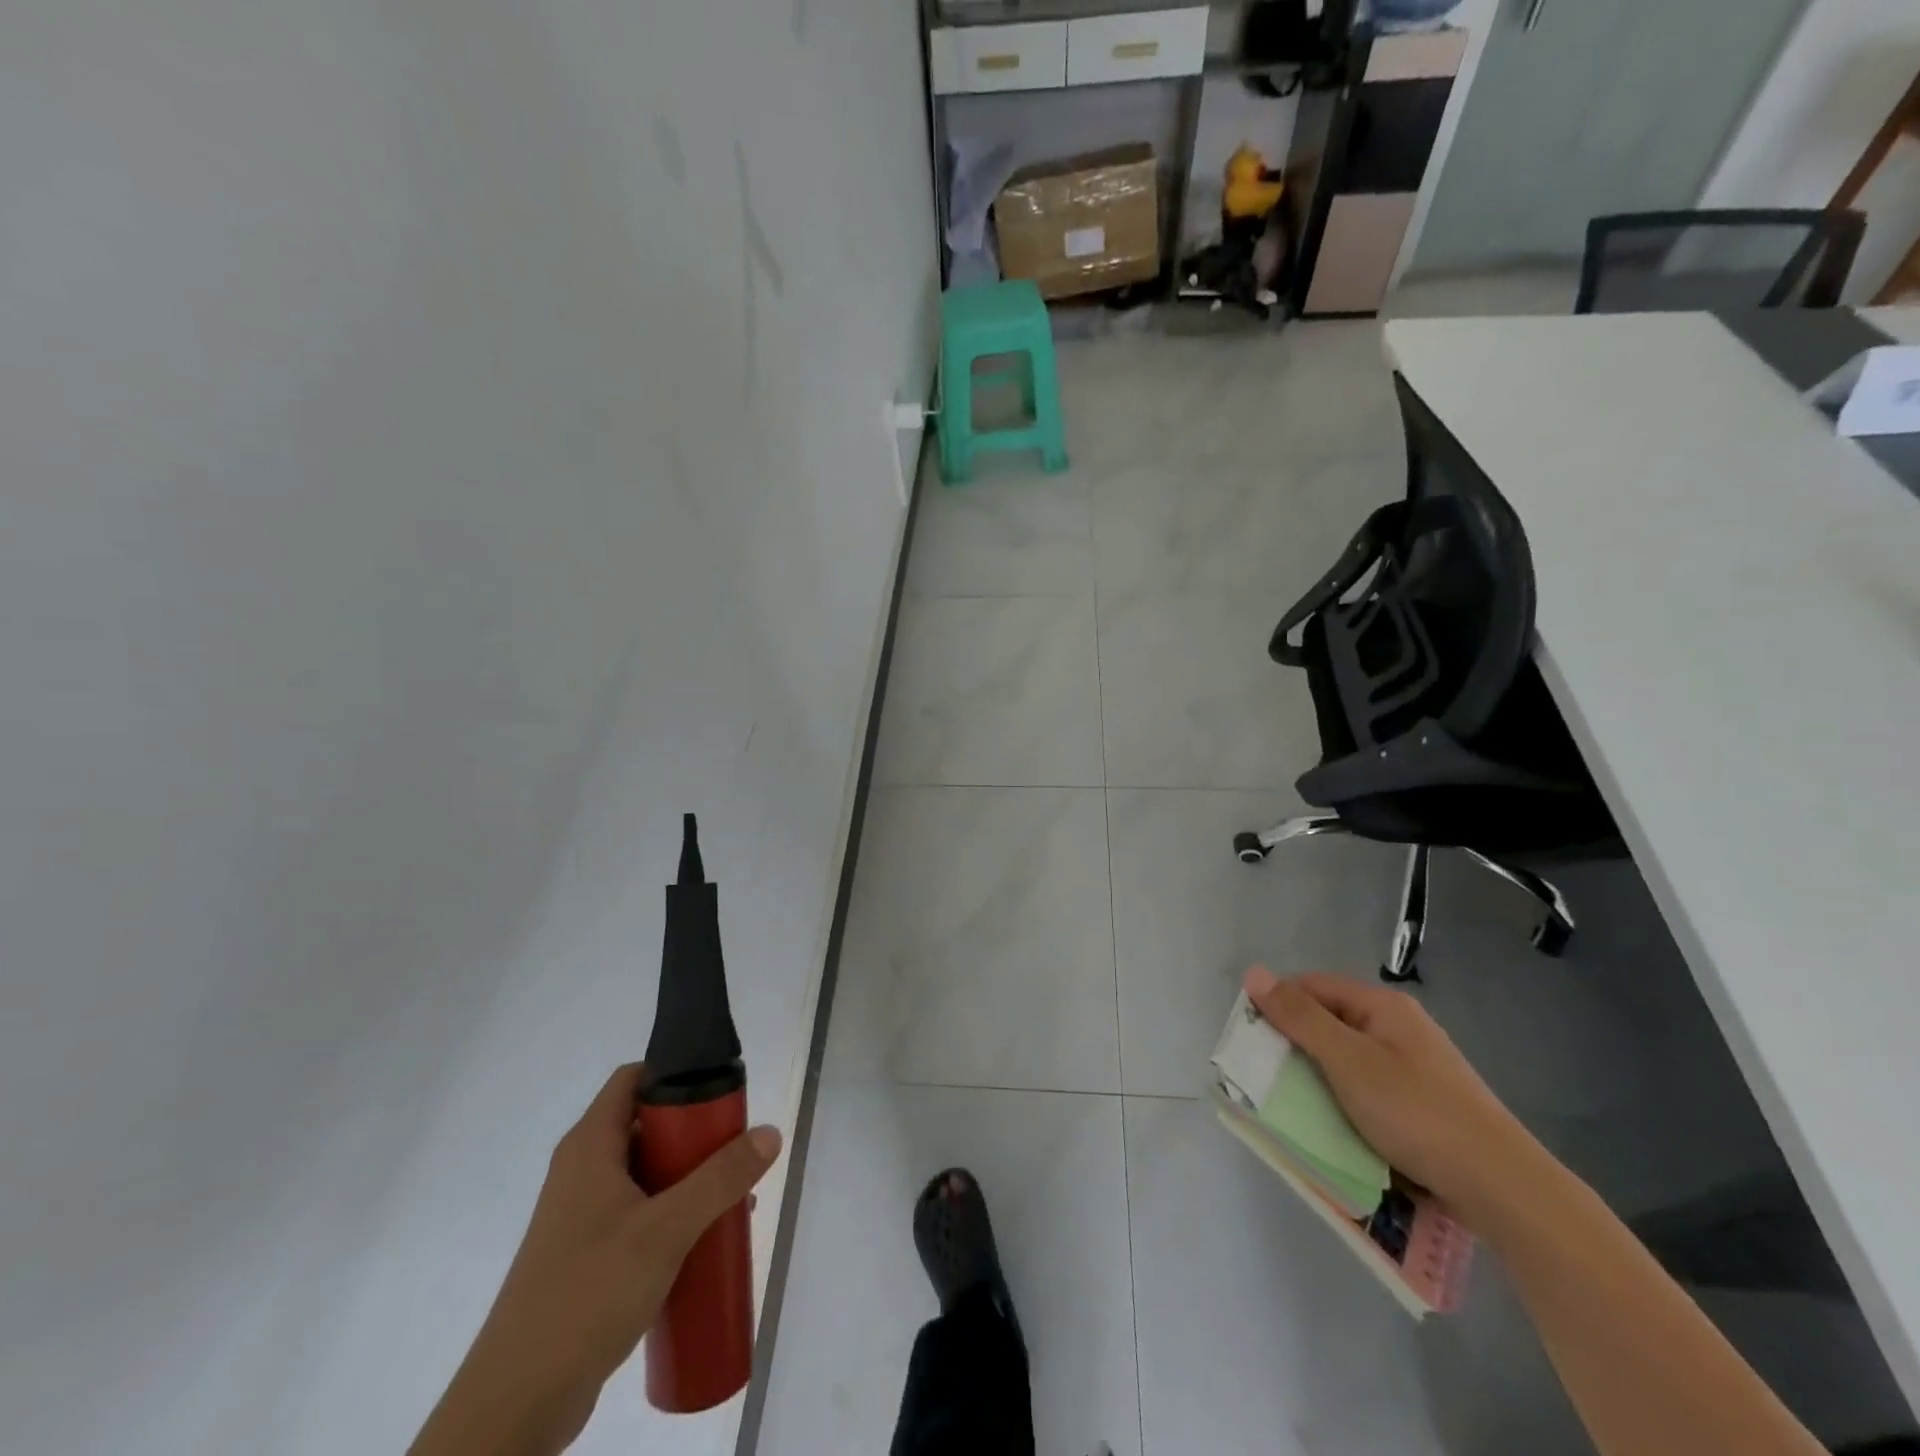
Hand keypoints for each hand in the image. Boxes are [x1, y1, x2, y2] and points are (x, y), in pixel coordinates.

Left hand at [410, 1064, 781, 1455]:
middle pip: (645, 1124)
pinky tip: (702, 1239)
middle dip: (694, 1132)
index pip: (633, 1078)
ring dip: (688, 1176)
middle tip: (734, 1146)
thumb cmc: (588, 1293)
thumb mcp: (666, 1230)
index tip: (719, 1088)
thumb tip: (770, 1132)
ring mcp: (581, 1213)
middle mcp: (582, 1168)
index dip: (675, 1072)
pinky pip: (637, 1211)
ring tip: (731, 1194)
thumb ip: (721, 1179)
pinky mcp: (585, 1252)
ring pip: (645, 1171)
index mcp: (590, 1145)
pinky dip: (671, 1212)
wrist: (517, 1402)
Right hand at [1244, 967, 1541, 1225]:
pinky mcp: (1425, 1101)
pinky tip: (1342, 1126)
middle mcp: (1399, 1026)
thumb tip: (1254, 973)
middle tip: (1271, 1079)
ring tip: (1301, 1107)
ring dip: (1320, 1077)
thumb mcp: (1346, 1061)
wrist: (1503, 1186)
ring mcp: (1416, 1064)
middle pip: (1329, 1021)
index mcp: (1381, 1006)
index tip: (1252, 1042)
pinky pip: (1370, 1087)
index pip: (1310, 986)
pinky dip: (1347, 1100)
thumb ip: (1299, 1017)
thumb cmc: (1415, 1112)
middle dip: (1296, 1046)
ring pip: (1348, 1058)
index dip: (1277, 1006)